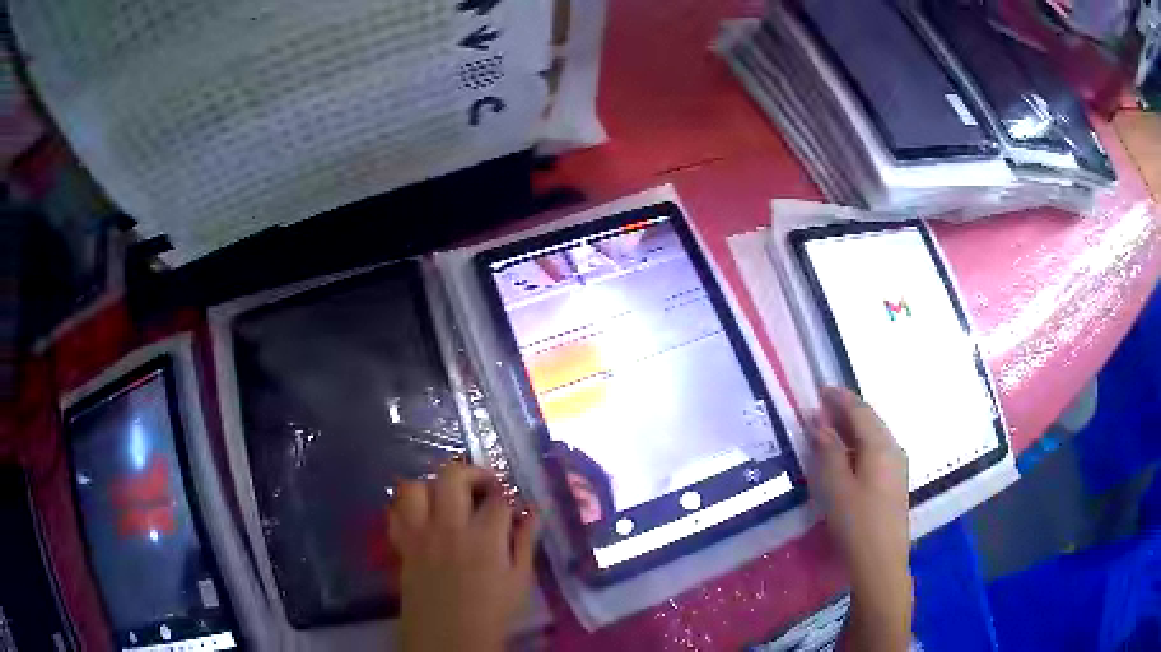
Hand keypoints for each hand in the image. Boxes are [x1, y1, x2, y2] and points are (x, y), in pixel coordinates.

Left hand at [391, 463, 538, 651]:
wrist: (449, 638)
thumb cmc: (491, 612)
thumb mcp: (519, 581)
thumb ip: (525, 542)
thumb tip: (532, 512)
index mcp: (484, 537)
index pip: (497, 497)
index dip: (507, 494)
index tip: (511, 503)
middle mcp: (448, 527)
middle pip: (452, 475)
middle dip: (471, 473)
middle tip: (482, 488)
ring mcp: (420, 534)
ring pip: (415, 486)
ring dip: (432, 487)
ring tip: (447, 500)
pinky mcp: (402, 545)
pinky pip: (395, 512)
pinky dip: (406, 508)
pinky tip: (422, 518)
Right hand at [810, 387, 911, 651]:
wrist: (881, 562)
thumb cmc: (856, 523)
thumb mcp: (836, 486)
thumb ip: (828, 450)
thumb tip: (817, 420)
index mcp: (880, 446)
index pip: (860, 410)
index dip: (840, 398)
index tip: (820, 389)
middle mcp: (894, 449)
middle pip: (870, 421)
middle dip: (846, 411)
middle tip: (821, 407)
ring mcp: (898, 467)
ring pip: (875, 437)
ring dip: (853, 429)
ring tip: (830, 430)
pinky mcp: (895, 483)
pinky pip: (877, 452)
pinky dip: (860, 446)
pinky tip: (847, 457)